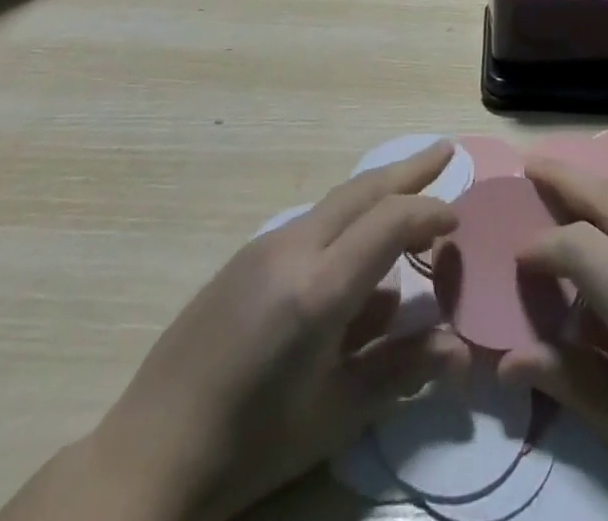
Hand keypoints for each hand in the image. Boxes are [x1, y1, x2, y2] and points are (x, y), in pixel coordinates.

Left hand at [0, 143, 469, 520]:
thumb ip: (401, 370)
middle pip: (363, 189)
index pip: (391, 221)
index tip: (457, 221)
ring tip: (410, 192)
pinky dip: (347, 218)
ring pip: (336, 201)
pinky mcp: (246, 257)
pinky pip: (311, 223)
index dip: (430, 213)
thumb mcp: (336, 414)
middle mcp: (294, 248)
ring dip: (377, 191)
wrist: (147, 457)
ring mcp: (264, 247)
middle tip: (446, 151)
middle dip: (409, 169)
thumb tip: (460, 346)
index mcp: (320, 288)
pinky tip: (356, 248)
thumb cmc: (251, 445)